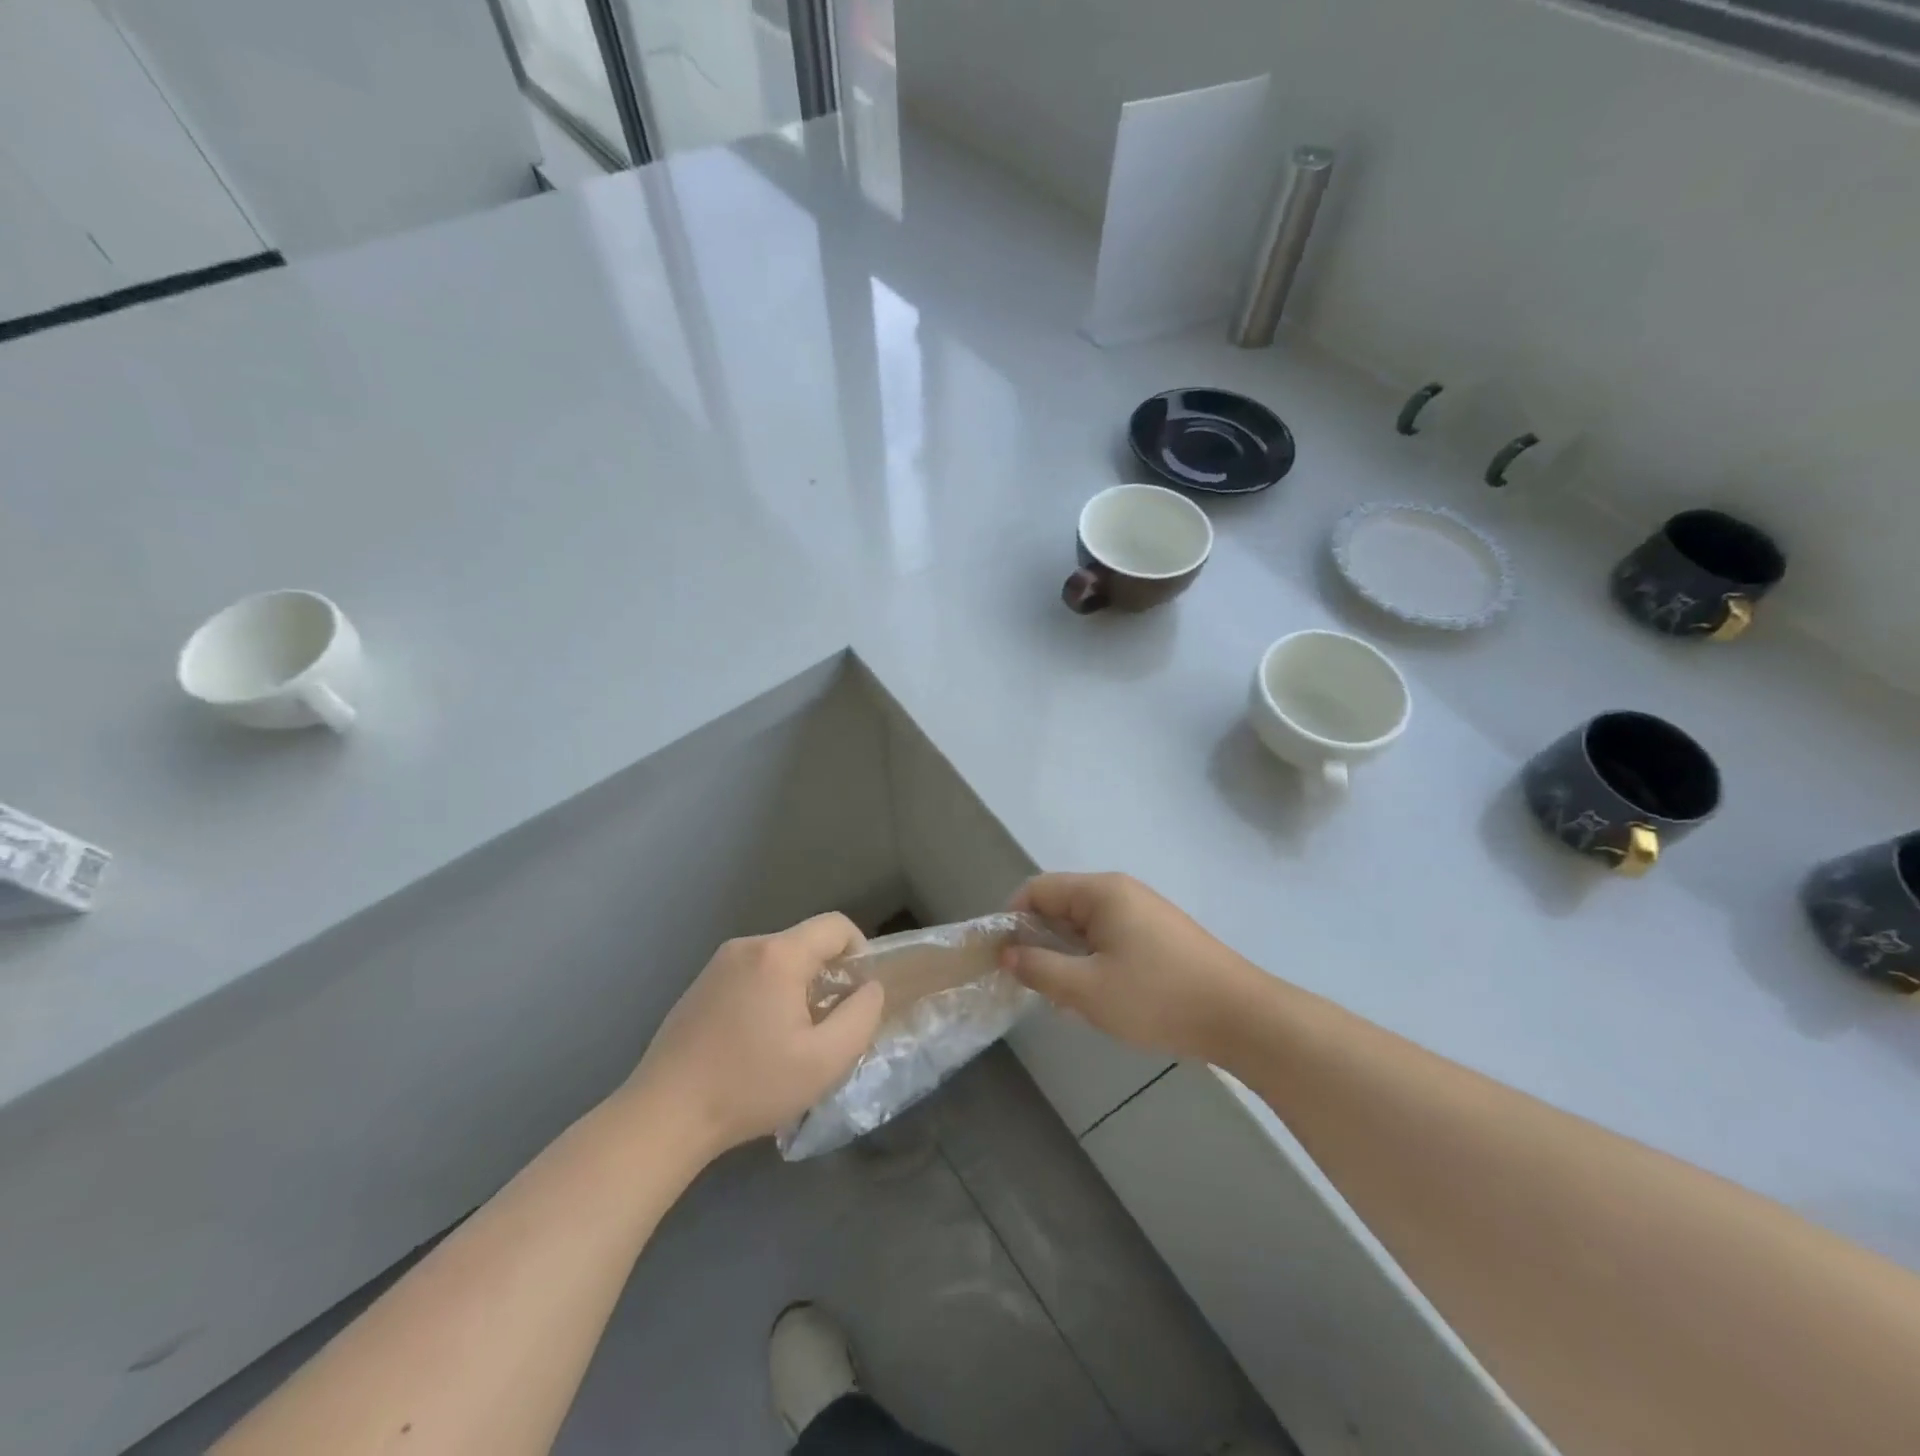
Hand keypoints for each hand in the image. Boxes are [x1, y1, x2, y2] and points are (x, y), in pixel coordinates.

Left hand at [625, 913, 884, 1157]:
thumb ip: (861, 1015)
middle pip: (807, 942)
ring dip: (798, 987)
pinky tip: (756, 1041)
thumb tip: (870, 988)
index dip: (860, 952)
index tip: (858, 996)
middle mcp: (748, 946)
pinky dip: (769, 994)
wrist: (664, 1115)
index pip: (837, 925)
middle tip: (827, 1026)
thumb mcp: (825, 1061)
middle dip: (828, 976)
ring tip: (792, 1039)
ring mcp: (719, 963)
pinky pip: (752, 973)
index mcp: (778, 955)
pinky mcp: (701, 984)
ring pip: (780, 959)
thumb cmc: (750, 1086)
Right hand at [1002, 873, 1268, 1062]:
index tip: (1004, 959)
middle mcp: (1122, 891)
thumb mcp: (1087, 990)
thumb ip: (1040, 969)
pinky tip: (1102, 997)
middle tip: (1036, 985)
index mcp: (1101, 892)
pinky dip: (1094, 962)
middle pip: (1062, 905)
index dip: (1013, 919)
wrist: (1241, 1017)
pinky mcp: (1161, 935)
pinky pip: (1111, 938)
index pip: (1038, 889)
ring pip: (1086, 926)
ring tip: (1069, 999)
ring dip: (1068, 957)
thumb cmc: (1157, 998)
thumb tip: (1008, 955)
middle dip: (1041, 942)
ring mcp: (1144, 912)